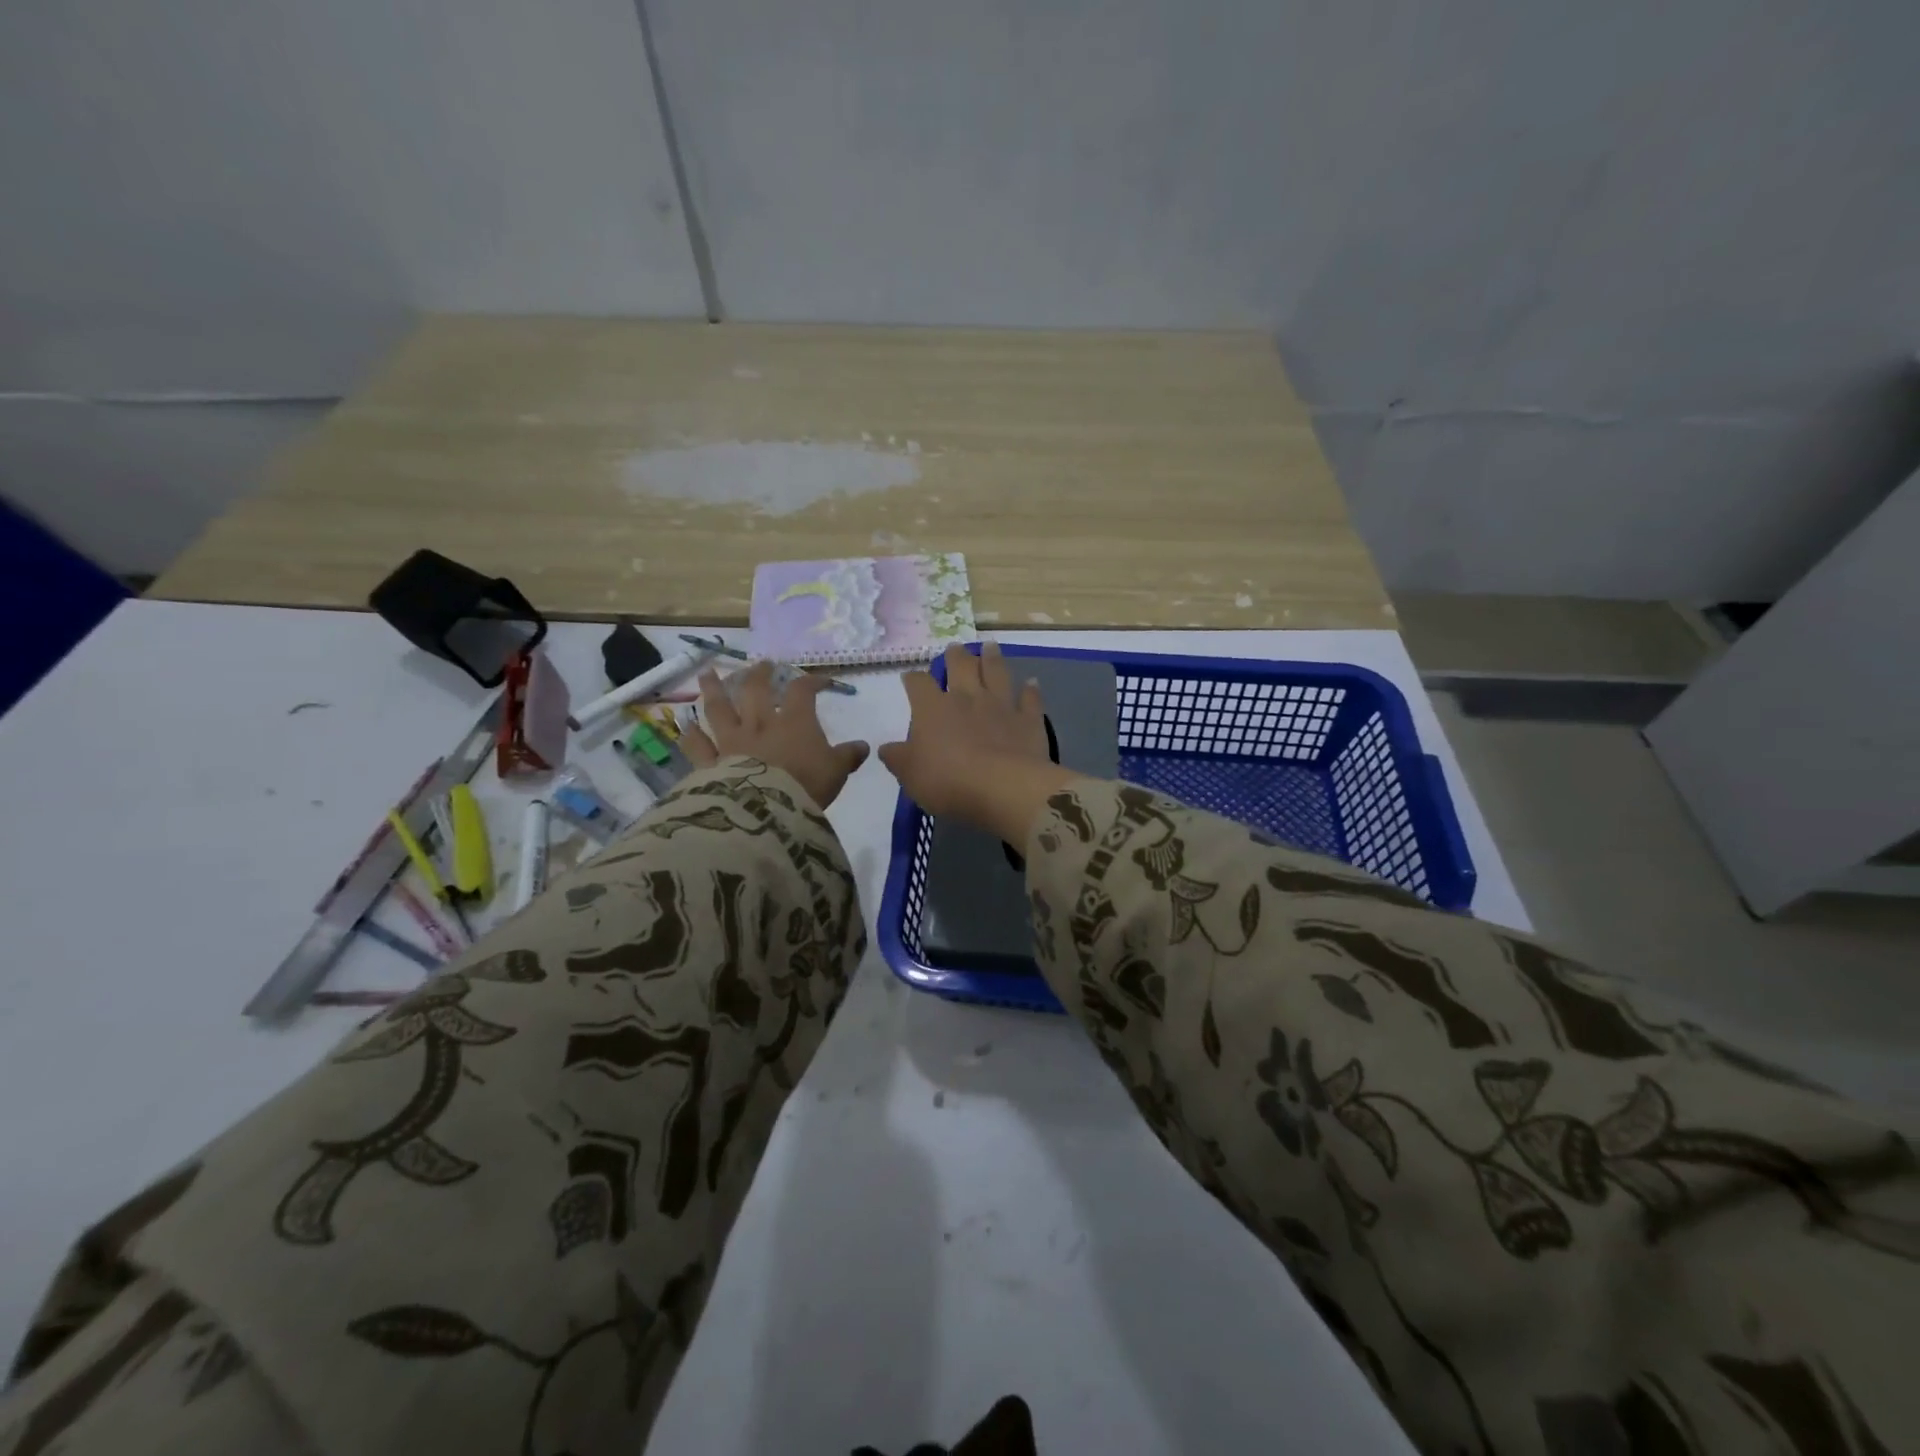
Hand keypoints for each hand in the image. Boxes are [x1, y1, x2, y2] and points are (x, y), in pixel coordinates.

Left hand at [681, 661, 870, 809]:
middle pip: (756, 690)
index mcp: (795, 722)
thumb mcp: (837, 771)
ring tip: (708, 674)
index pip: (804, 691)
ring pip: (719, 708)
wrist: (769, 810)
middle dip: (760, 674)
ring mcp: (732, 741)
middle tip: (762, 664)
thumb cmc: (807, 786)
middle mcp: (760, 723)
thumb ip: (849, 756)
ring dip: (713, 689)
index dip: (812, 681)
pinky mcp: (711, 763)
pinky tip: (686, 725)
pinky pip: (697, 746)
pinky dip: (691, 735)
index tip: (821, 680)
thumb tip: (864, 746)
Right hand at [880, 642, 1076, 842]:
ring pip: (996, 673)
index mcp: (933, 709)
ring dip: (992, 659)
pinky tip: (1032, 682)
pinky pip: (1030, 699)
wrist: (1003, 787)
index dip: (913, 679)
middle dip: (956, 656)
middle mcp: (967, 698)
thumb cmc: (948, 781)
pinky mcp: (1028, 720)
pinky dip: (1031, 690)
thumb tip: (886, 748)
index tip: (910, 678)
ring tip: (990, 646)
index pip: (919, 684)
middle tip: (955, 648)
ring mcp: (1001, 705)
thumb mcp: (910, 775)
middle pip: (961, 667)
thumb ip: (898, 759)